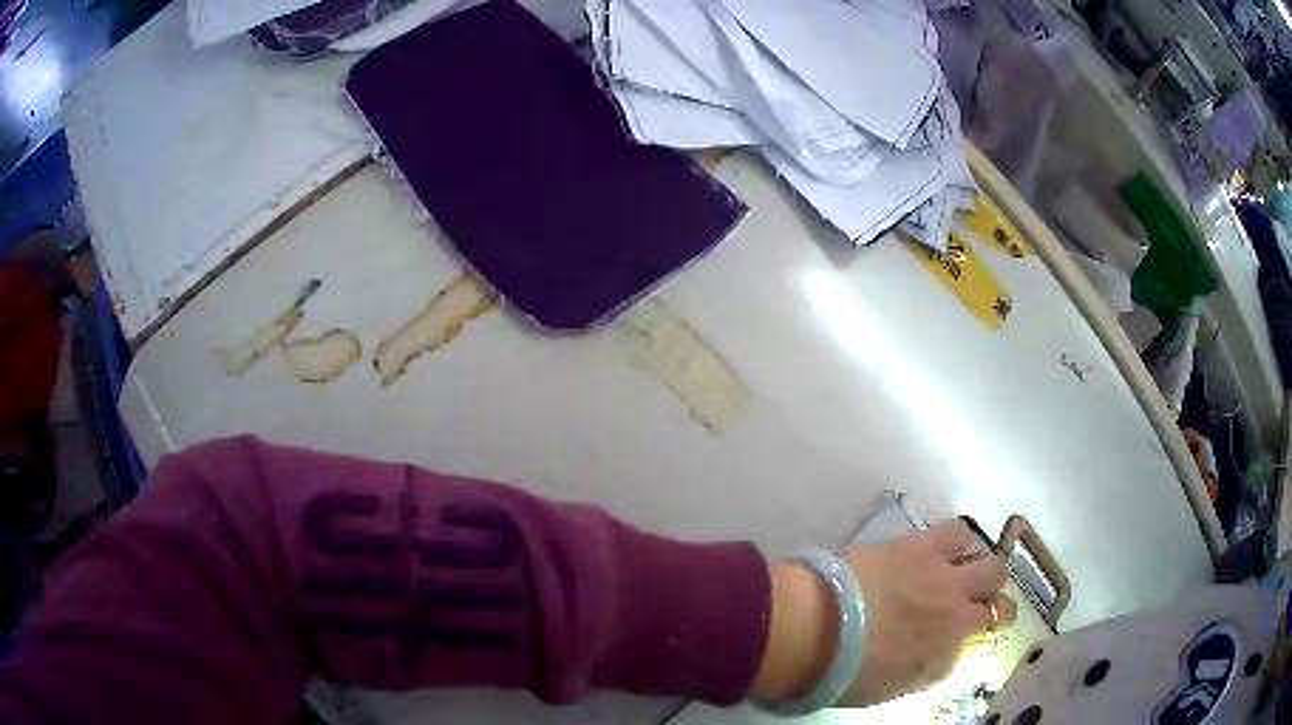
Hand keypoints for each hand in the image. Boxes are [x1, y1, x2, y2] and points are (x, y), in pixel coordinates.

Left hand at [752, 520, 1016, 707]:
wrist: (820, 628)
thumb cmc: (851, 670)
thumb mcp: (897, 686)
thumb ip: (931, 668)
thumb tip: (948, 653)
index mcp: (952, 639)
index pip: (993, 624)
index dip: (992, 621)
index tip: (985, 622)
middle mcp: (958, 601)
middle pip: (996, 582)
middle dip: (992, 588)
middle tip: (979, 592)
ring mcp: (941, 570)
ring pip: (985, 555)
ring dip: (979, 561)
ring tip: (964, 565)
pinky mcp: (918, 544)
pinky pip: (956, 530)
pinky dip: (958, 538)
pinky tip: (948, 544)